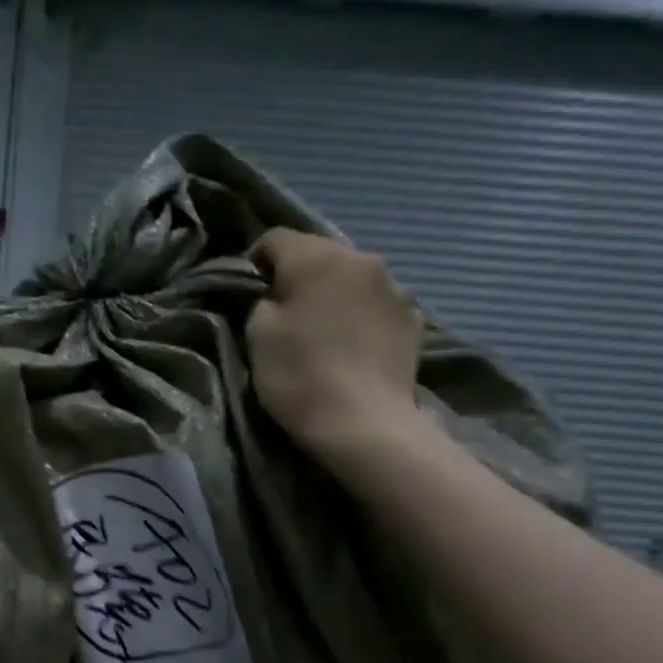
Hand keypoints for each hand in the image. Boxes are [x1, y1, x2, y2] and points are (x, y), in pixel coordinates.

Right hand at [244, 229, 424, 457]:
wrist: (365, 424)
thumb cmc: (300, 375)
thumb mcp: (257, 334)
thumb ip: (262, 301)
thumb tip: (277, 295)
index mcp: (317, 257)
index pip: (275, 238)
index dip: (255, 260)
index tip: (248, 289)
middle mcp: (361, 259)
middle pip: (319, 254)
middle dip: (299, 274)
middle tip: (285, 309)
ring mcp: (395, 288)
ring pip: (352, 278)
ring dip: (334, 293)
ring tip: (323, 328)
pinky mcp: (414, 319)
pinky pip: (376, 304)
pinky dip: (361, 315)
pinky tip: (353, 345)